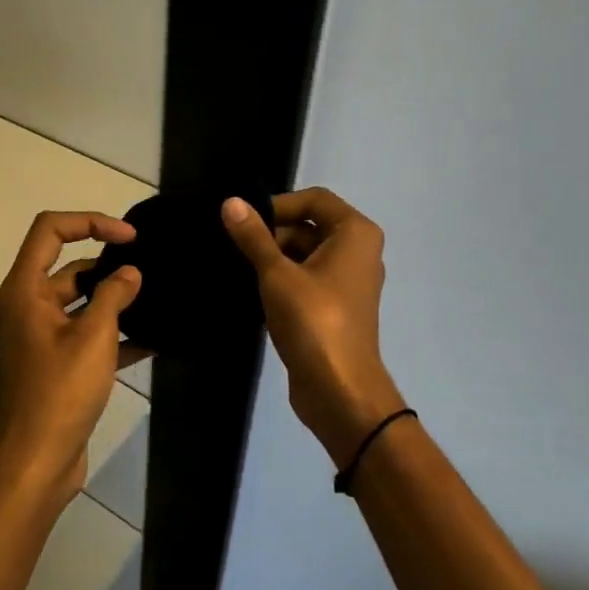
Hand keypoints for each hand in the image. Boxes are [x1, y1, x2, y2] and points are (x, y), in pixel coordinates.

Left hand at [0, 211, 143, 503]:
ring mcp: (41, 336)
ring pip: (80, 302)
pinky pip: (86, 334)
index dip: (90, 222)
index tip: (129, 237)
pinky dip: (114, 333)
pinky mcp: (56, 363)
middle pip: (68, 266)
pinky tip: (153, 339)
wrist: (38, 462)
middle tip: (151, 270)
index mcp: (25, 290)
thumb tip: (130, 273)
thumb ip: (113, 296)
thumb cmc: (61, 392)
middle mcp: (27, 306)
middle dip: (108, 265)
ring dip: (114, 300)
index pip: (50, 230)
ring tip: (157, 299)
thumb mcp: (94, 337)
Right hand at [223, 189, 404, 467]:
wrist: (339, 389)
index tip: (244, 222)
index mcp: (355, 233)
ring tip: (236, 268)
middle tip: (233, 247)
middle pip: (309, 226)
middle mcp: (358, 251)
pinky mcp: (335, 307)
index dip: (278, 205)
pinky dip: (282, 280)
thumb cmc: (313, 321)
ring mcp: (348, 282)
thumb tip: (230, 202)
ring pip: (305, 255)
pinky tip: (251, 291)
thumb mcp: (277, 275)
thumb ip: (254, 237)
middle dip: (272, 234)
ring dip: (273, 259)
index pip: (314, 199)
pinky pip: (306, 280)